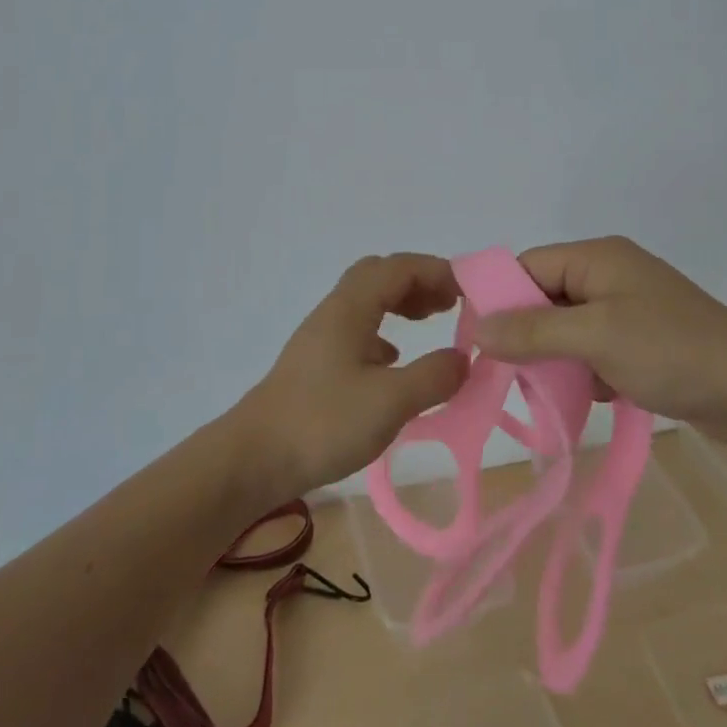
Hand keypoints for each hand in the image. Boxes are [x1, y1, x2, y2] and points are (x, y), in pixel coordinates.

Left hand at [229, 254, 468, 499]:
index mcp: (351, 308)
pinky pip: (357, 329)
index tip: (472, 293)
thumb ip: (433, 376)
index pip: (400, 268)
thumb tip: (464, 359)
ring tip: (431, 323)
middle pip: (380, 275)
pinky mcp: (317, 363)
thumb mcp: (390, 401)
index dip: (438, 271)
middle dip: (419, 281)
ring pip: (367, 301)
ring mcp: (322, 337)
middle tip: (451, 305)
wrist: (254, 458)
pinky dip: (384, 332)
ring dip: (401, 304)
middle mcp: (335, 312)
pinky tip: (394, 361)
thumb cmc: (323, 423)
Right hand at [470, 236, 726, 443]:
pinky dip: (585, 371)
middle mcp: (609, 274)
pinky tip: (594, 395)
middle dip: (528, 335)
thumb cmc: (672, 351)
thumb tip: (478, 328)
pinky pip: (594, 349)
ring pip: (567, 328)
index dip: (500, 299)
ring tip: (551, 391)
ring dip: (557, 359)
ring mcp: (628, 308)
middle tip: (511, 374)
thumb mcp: (595, 337)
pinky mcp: (642, 340)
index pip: (528, 266)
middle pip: (545, 298)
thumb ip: (533, 331)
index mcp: (597, 257)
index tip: (479, 342)